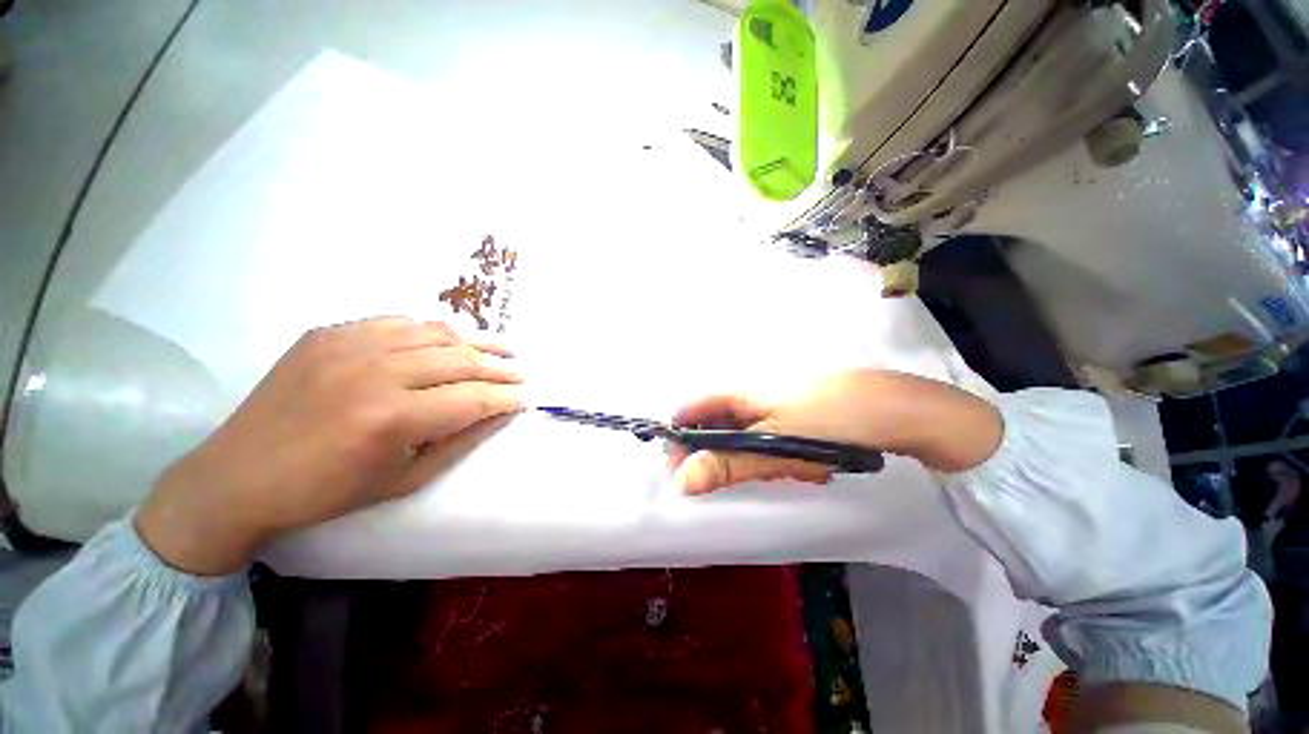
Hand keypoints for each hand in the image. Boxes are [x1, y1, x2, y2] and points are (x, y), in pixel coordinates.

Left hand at [136, 317, 524, 574]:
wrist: (238, 477)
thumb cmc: (327, 492)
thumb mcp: (406, 480)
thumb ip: (460, 441)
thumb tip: (499, 414)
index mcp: (393, 418)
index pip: (474, 398)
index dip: (507, 398)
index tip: (526, 398)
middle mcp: (376, 372)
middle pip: (461, 360)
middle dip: (500, 367)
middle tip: (521, 372)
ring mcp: (349, 345)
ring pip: (435, 332)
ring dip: (475, 340)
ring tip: (501, 346)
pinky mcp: (329, 333)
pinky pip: (397, 322)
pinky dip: (432, 330)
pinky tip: (448, 339)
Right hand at [670, 370, 1002, 493]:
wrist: (903, 411)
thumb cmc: (832, 422)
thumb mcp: (776, 446)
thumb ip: (729, 463)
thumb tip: (682, 481)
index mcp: (743, 390)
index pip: (694, 407)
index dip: (680, 434)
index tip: (678, 467)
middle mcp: (755, 392)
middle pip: (715, 420)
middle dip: (713, 450)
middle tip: (727, 478)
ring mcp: (778, 401)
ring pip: (742, 431)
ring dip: (743, 455)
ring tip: (768, 471)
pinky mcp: (798, 413)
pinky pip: (769, 433)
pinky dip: (769, 452)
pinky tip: (790, 463)